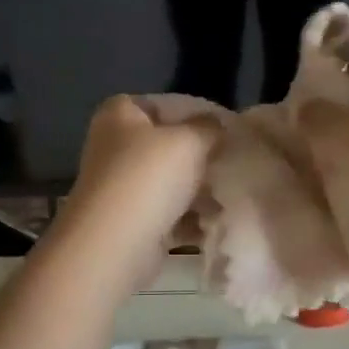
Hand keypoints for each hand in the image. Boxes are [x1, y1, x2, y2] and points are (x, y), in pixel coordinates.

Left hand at [54, 96, 216, 275]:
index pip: (163, 105)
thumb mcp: (189, 140)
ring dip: (199, 191)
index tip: (226, 129)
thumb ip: (209, 127)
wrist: (115, 243)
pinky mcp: (130, 221)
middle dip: (201, 156)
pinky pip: (168, 214)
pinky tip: (216, 223)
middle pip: (168, 146)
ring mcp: (121, 186)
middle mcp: (115, 147)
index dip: (196, 114)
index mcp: (119, 115)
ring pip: (170, 182)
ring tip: (231, 195)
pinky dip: (190, 219)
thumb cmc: (149, 176)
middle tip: (234, 162)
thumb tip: (218, 125)